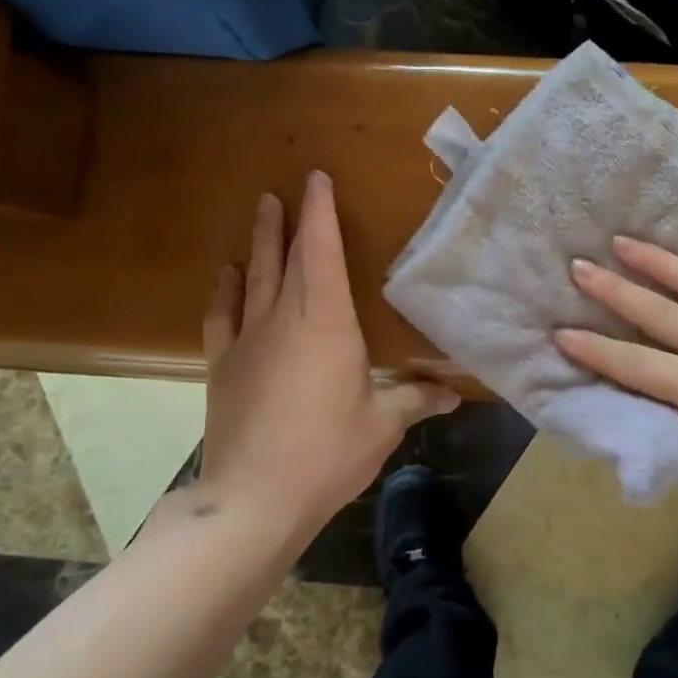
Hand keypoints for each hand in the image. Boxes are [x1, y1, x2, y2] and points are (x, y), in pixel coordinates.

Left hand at [190, 171, 459, 536]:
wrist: (253, 499)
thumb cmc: (327, 455)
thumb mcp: (382, 426)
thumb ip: (416, 400)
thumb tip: (455, 394)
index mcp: (327, 323)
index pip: (322, 252)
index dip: (319, 212)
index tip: (316, 178)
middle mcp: (284, 319)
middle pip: (284, 256)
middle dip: (287, 220)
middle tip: (285, 190)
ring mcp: (247, 340)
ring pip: (253, 277)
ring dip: (258, 243)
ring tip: (261, 211)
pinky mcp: (223, 366)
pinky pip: (222, 315)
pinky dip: (225, 290)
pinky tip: (226, 275)